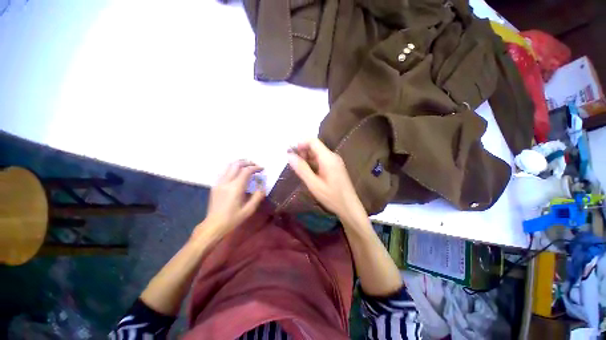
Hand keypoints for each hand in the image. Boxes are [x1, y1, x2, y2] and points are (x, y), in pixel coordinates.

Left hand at [195, 160, 264, 240]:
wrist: (214, 225)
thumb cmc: (233, 219)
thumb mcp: (249, 210)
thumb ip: (258, 196)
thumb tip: (263, 187)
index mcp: (236, 187)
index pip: (246, 171)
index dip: (256, 168)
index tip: (262, 169)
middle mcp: (226, 182)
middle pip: (237, 164)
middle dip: (247, 163)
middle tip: (255, 166)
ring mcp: (219, 183)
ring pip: (229, 166)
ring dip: (239, 163)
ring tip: (247, 166)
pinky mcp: (215, 185)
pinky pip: (224, 171)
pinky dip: (232, 168)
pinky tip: (237, 173)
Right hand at [287, 138, 365, 220]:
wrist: (349, 207)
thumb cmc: (332, 197)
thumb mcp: (314, 184)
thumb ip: (302, 169)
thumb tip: (289, 156)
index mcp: (328, 158)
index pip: (313, 141)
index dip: (300, 143)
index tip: (290, 152)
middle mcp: (332, 156)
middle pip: (315, 147)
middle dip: (302, 151)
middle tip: (293, 162)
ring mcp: (334, 161)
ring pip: (317, 154)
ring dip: (307, 158)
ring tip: (298, 168)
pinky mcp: (335, 167)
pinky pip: (321, 160)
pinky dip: (312, 163)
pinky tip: (307, 172)